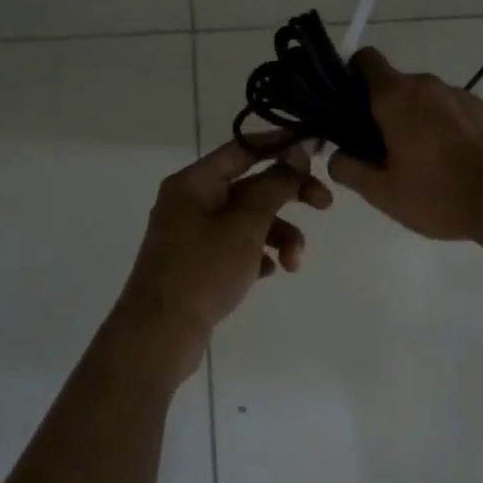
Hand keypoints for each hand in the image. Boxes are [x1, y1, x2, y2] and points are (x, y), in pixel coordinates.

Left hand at [119, 136, 332, 379]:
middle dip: (288, 196)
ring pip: (247, 220)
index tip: (316, 148)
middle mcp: (190, 201)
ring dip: (278, 234)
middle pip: (250, 185)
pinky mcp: (197, 264)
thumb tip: (296, 153)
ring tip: (294, 263)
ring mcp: (192, 234)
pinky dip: (258, 254)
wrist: (158, 338)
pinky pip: (236, 247)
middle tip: (325, 204)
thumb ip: (274, 185)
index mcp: (194, 182)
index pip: (243, 148)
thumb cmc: (202, 271)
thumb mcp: (246, 224)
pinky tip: (270, 272)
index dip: (281, 144)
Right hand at [327, 47, 482, 240]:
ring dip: (418, 121)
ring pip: (427, 100)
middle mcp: (428, 85)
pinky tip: (456, 164)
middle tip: (383, 151)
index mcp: (396, 96)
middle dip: (384, 111)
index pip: (365, 60)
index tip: (349, 108)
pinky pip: (454, 112)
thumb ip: (349, 169)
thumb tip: (337, 155)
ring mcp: (462, 95)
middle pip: (395, 86)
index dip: (351, 77)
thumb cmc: (440, 194)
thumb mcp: (383, 193)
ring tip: (425, 164)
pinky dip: (447, 129)